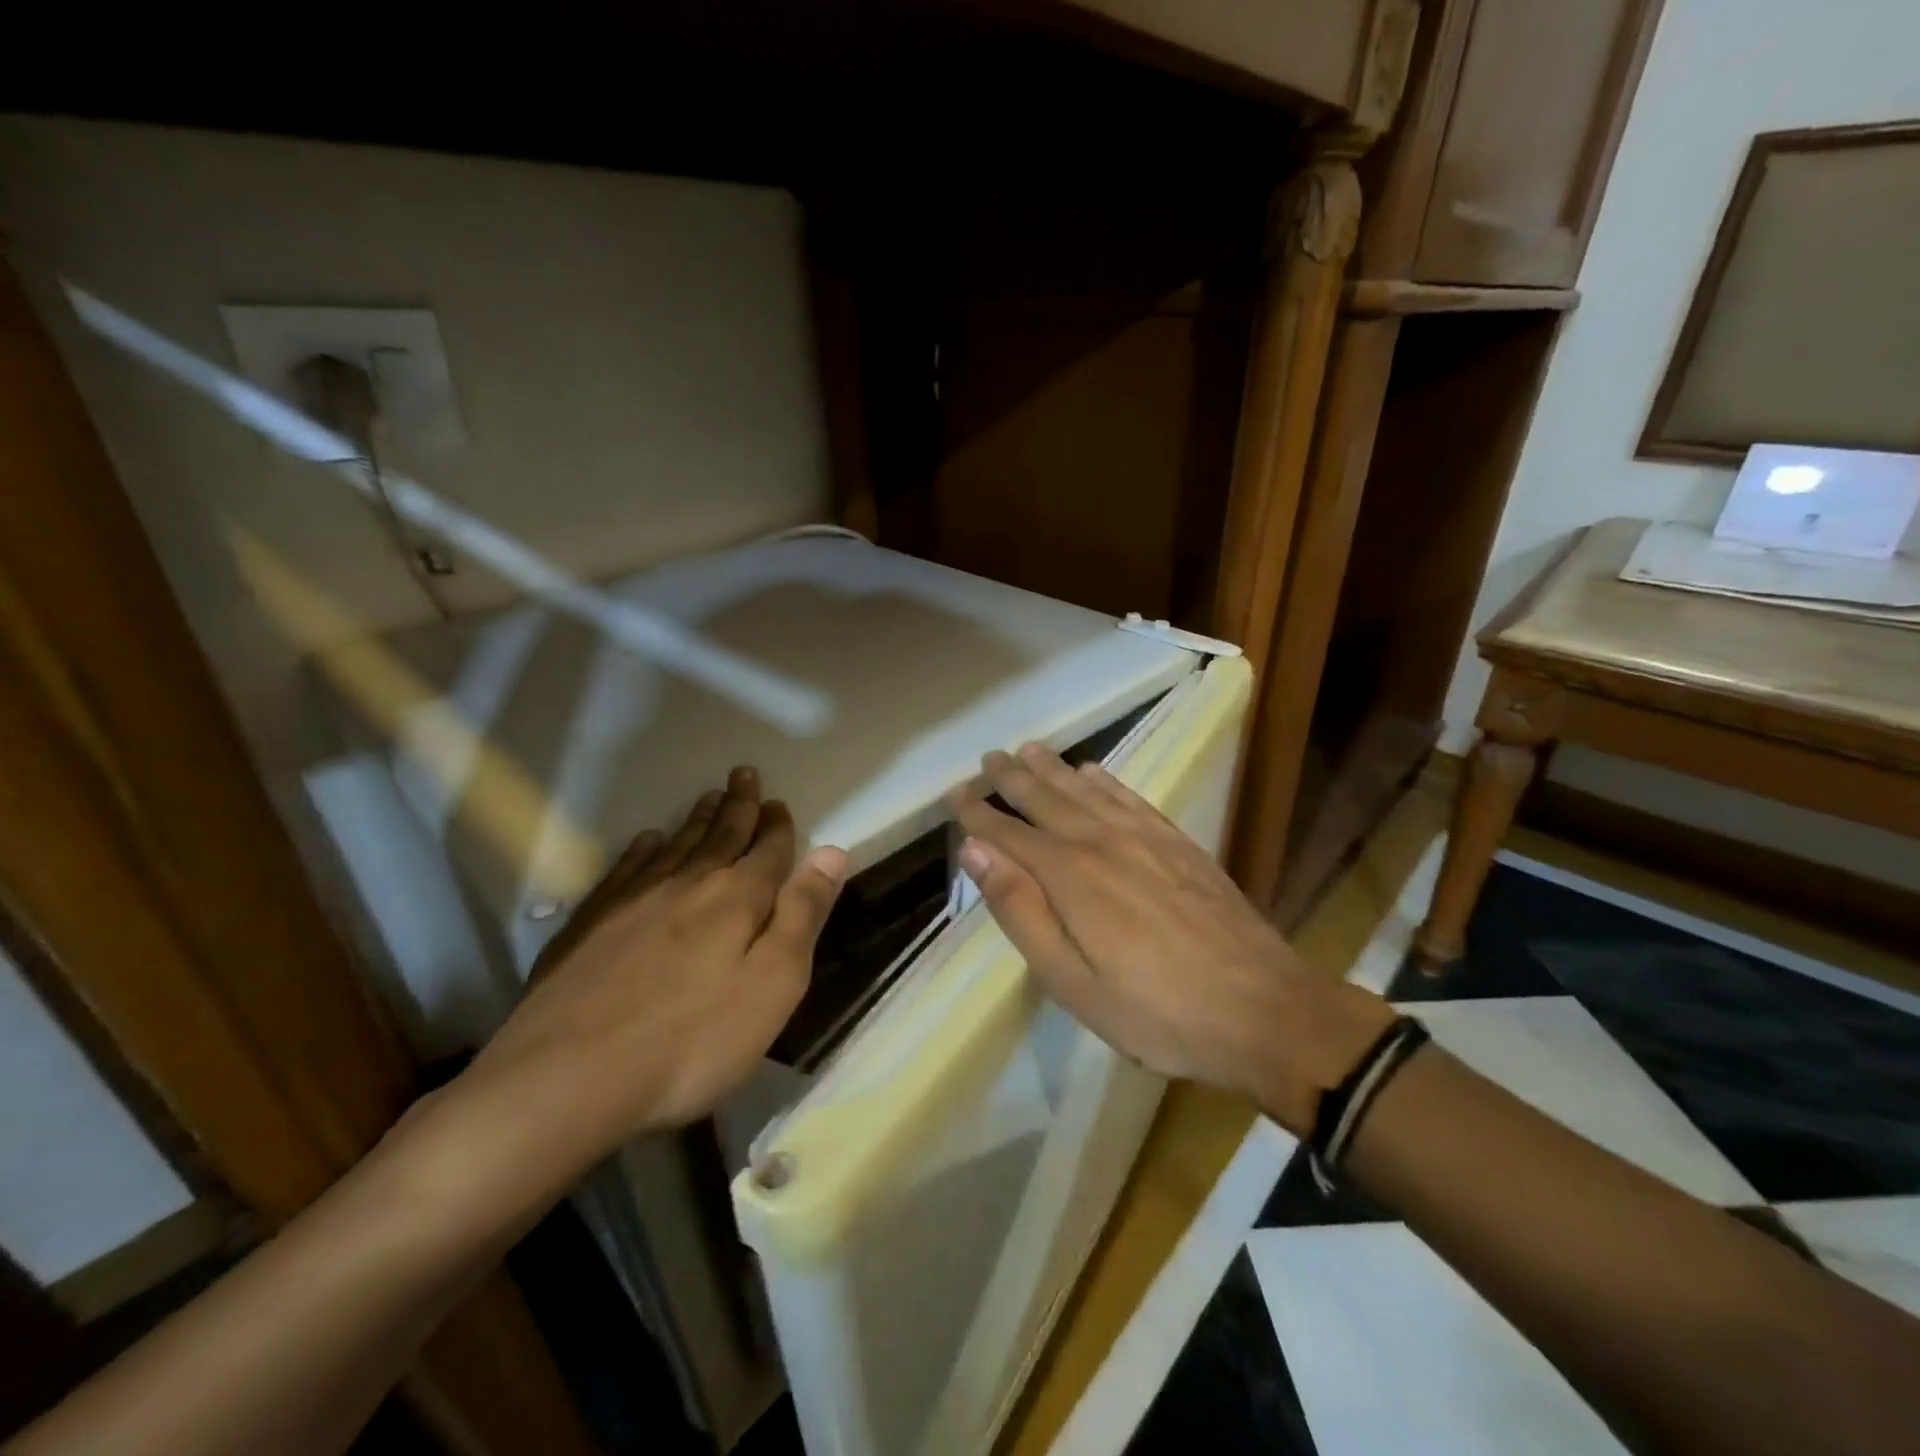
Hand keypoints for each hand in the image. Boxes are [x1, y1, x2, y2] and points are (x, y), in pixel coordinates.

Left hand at [451, 767, 846, 1197]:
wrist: (570, 1075)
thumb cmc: (694, 1039)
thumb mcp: (774, 984)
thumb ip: (803, 914)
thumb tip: (832, 852)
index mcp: (738, 898)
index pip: (768, 850)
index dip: (778, 826)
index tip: (780, 803)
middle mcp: (689, 883)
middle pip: (721, 834)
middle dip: (738, 805)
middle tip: (744, 774)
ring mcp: (634, 899)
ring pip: (677, 844)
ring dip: (697, 819)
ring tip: (709, 797)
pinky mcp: (591, 921)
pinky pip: (627, 867)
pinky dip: (644, 849)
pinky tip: (648, 841)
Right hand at [952, 744, 1391, 1132]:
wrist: (1263, 1011)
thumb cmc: (1155, 1011)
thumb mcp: (1071, 981)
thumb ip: (1020, 911)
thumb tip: (976, 851)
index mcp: (1070, 876)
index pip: (1011, 833)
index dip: (979, 813)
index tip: (955, 794)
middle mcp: (1103, 842)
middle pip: (1047, 799)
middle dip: (1012, 779)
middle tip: (988, 758)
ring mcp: (1146, 838)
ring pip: (1087, 790)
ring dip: (1054, 769)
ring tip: (1028, 750)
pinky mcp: (1179, 844)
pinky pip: (1131, 798)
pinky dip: (1107, 780)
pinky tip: (1094, 772)